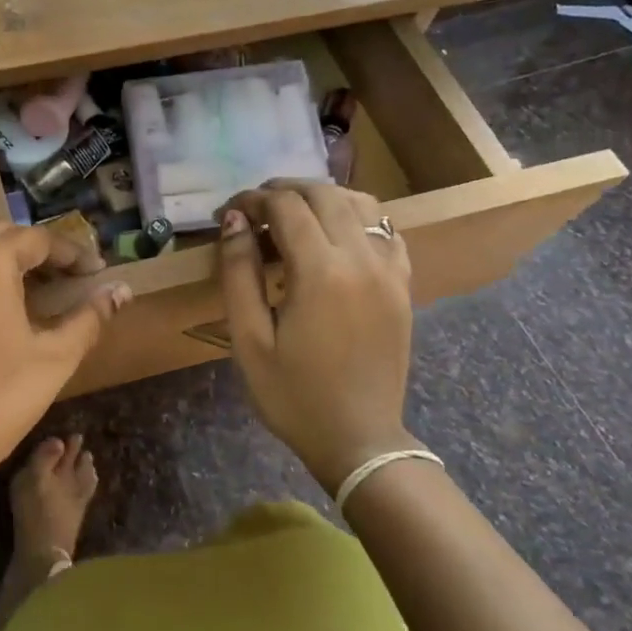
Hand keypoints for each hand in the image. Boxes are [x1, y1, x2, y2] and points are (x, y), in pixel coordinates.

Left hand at [0, 224, 129, 481]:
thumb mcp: (54, 359)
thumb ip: (89, 318)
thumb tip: (120, 291)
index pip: (37, 238)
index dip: (72, 252)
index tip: (96, 273)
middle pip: (1, 236)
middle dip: (37, 250)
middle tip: (65, 278)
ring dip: (4, 262)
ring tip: (32, 294)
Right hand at [218, 181, 415, 493]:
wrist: (358, 440)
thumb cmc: (292, 394)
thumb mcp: (248, 339)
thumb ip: (238, 272)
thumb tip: (233, 219)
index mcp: (321, 272)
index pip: (286, 206)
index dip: (252, 199)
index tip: (228, 212)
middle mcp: (361, 259)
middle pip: (323, 194)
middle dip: (283, 190)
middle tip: (253, 209)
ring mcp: (390, 271)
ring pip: (360, 202)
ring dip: (322, 197)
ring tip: (292, 214)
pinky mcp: (403, 285)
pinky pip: (386, 230)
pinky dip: (357, 217)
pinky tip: (335, 235)